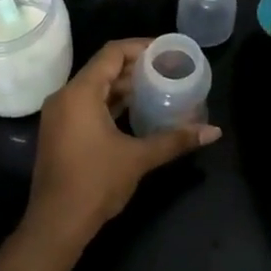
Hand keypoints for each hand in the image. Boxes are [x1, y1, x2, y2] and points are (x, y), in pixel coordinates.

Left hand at [23, 39, 221, 253]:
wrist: (56, 224)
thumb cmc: (95, 183)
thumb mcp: (138, 158)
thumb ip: (175, 139)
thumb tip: (214, 132)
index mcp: (80, 93)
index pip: (112, 53)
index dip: (140, 46)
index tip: (167, 51)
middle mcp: (65, 97)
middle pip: (103, 68)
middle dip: (135, 67)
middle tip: (168, 69)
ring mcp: (59, 115)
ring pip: (95, 88)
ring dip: (123, 86)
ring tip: (157, 86)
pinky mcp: (60, 132)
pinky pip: (87, 104)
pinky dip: (111, 102)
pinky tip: (136, 110)